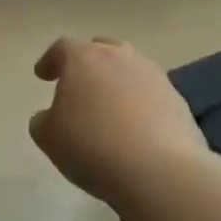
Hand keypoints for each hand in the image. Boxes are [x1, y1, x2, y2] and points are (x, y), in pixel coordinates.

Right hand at [29, 36, 209, 209]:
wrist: (160, 172)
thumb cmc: (92, 147)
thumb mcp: (49, 138)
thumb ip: (43, 121)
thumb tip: (50, 117)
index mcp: (84, 58)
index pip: (62, 48)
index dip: (50, 61)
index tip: (42, 75)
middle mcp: (120, 57)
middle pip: (101, 49)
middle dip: (88, 63)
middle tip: (79, 84)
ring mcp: (154, 77)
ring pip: (130, 70)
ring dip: (117, 83)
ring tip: (109, 108)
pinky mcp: (178, 101)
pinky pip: (151, 95)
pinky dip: (140, 105)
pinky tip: (135, 129)